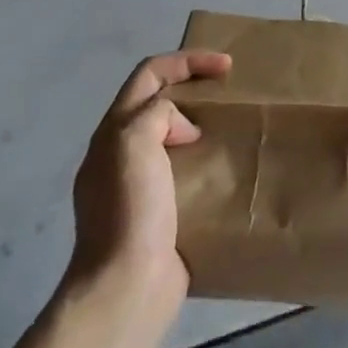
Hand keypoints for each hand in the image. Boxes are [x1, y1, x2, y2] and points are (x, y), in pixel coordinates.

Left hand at [68, 49, 231, 316]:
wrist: (127, 285)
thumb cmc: (130, 209)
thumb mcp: (133, 142)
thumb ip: (156, 114)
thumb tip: (182, 127)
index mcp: (113, 131)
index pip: (149, 75)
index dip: (187, 61)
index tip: (226, 67)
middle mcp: (120, 153)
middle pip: (157, 103)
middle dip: (193, 89)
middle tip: (230, 94)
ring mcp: (138, 186)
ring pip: (171, 138)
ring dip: (201, 126)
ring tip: (233, 129)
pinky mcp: (159, 214)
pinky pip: (183, 173)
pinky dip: (204, 163)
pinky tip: (227, 171)